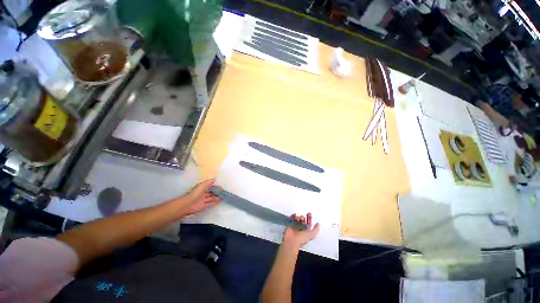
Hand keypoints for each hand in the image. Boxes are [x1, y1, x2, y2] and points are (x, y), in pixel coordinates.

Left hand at [180, 180, 221, 214]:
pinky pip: (211, 203)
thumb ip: (208, 182)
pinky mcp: (204, 206)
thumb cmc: (194, 193)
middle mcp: (202, 194)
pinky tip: (220, 200)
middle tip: (223, 192)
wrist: (187, 204)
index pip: (209, 187)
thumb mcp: (201, 185)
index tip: (221, 187)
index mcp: (201, 189)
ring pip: (212, 198)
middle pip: (211, 193)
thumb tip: (214, 179)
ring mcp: (203, 200)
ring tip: (223, 196)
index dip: (215, 187)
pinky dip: (215, 202)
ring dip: (217, 197)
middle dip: (217, 192)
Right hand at [282, 213, 319, 249]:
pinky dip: (293, 216)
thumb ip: (315, 230)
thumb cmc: (301, 239)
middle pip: (302, 220)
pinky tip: (295, 216)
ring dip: (298, 217)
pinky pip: (292, 218)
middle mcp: (300, 228)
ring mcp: (295, 226)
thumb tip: (318, 224)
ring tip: (298, 218)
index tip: (310, 214)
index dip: (309, 219)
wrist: (291, 240)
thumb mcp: (311, 235)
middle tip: (302, 218)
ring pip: (298, 218)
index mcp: (306, 231)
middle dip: (303, 218)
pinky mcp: (290, 224)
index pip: (308, 223)